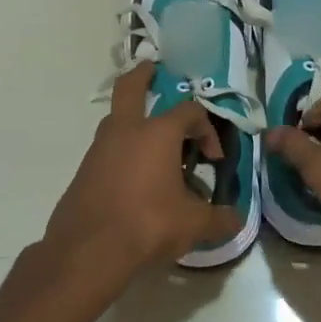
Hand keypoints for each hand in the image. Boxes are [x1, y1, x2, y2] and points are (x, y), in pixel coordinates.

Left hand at [43, 63, 243, 283]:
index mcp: (157, 133)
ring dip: (134, 122)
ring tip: (154, 145)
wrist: (87, 251)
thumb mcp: (192, 225)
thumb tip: (236, 220)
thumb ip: (218, 219)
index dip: (207, 130)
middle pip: (131, 88)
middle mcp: (126, 131)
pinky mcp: (84, 171)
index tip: (213, 159)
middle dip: (143, 75)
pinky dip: (123, 152)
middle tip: (152, 70)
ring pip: (117, 121)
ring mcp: (99, 149)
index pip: (190, 112)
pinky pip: (108, 150)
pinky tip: (136, 180)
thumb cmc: (146, 225)